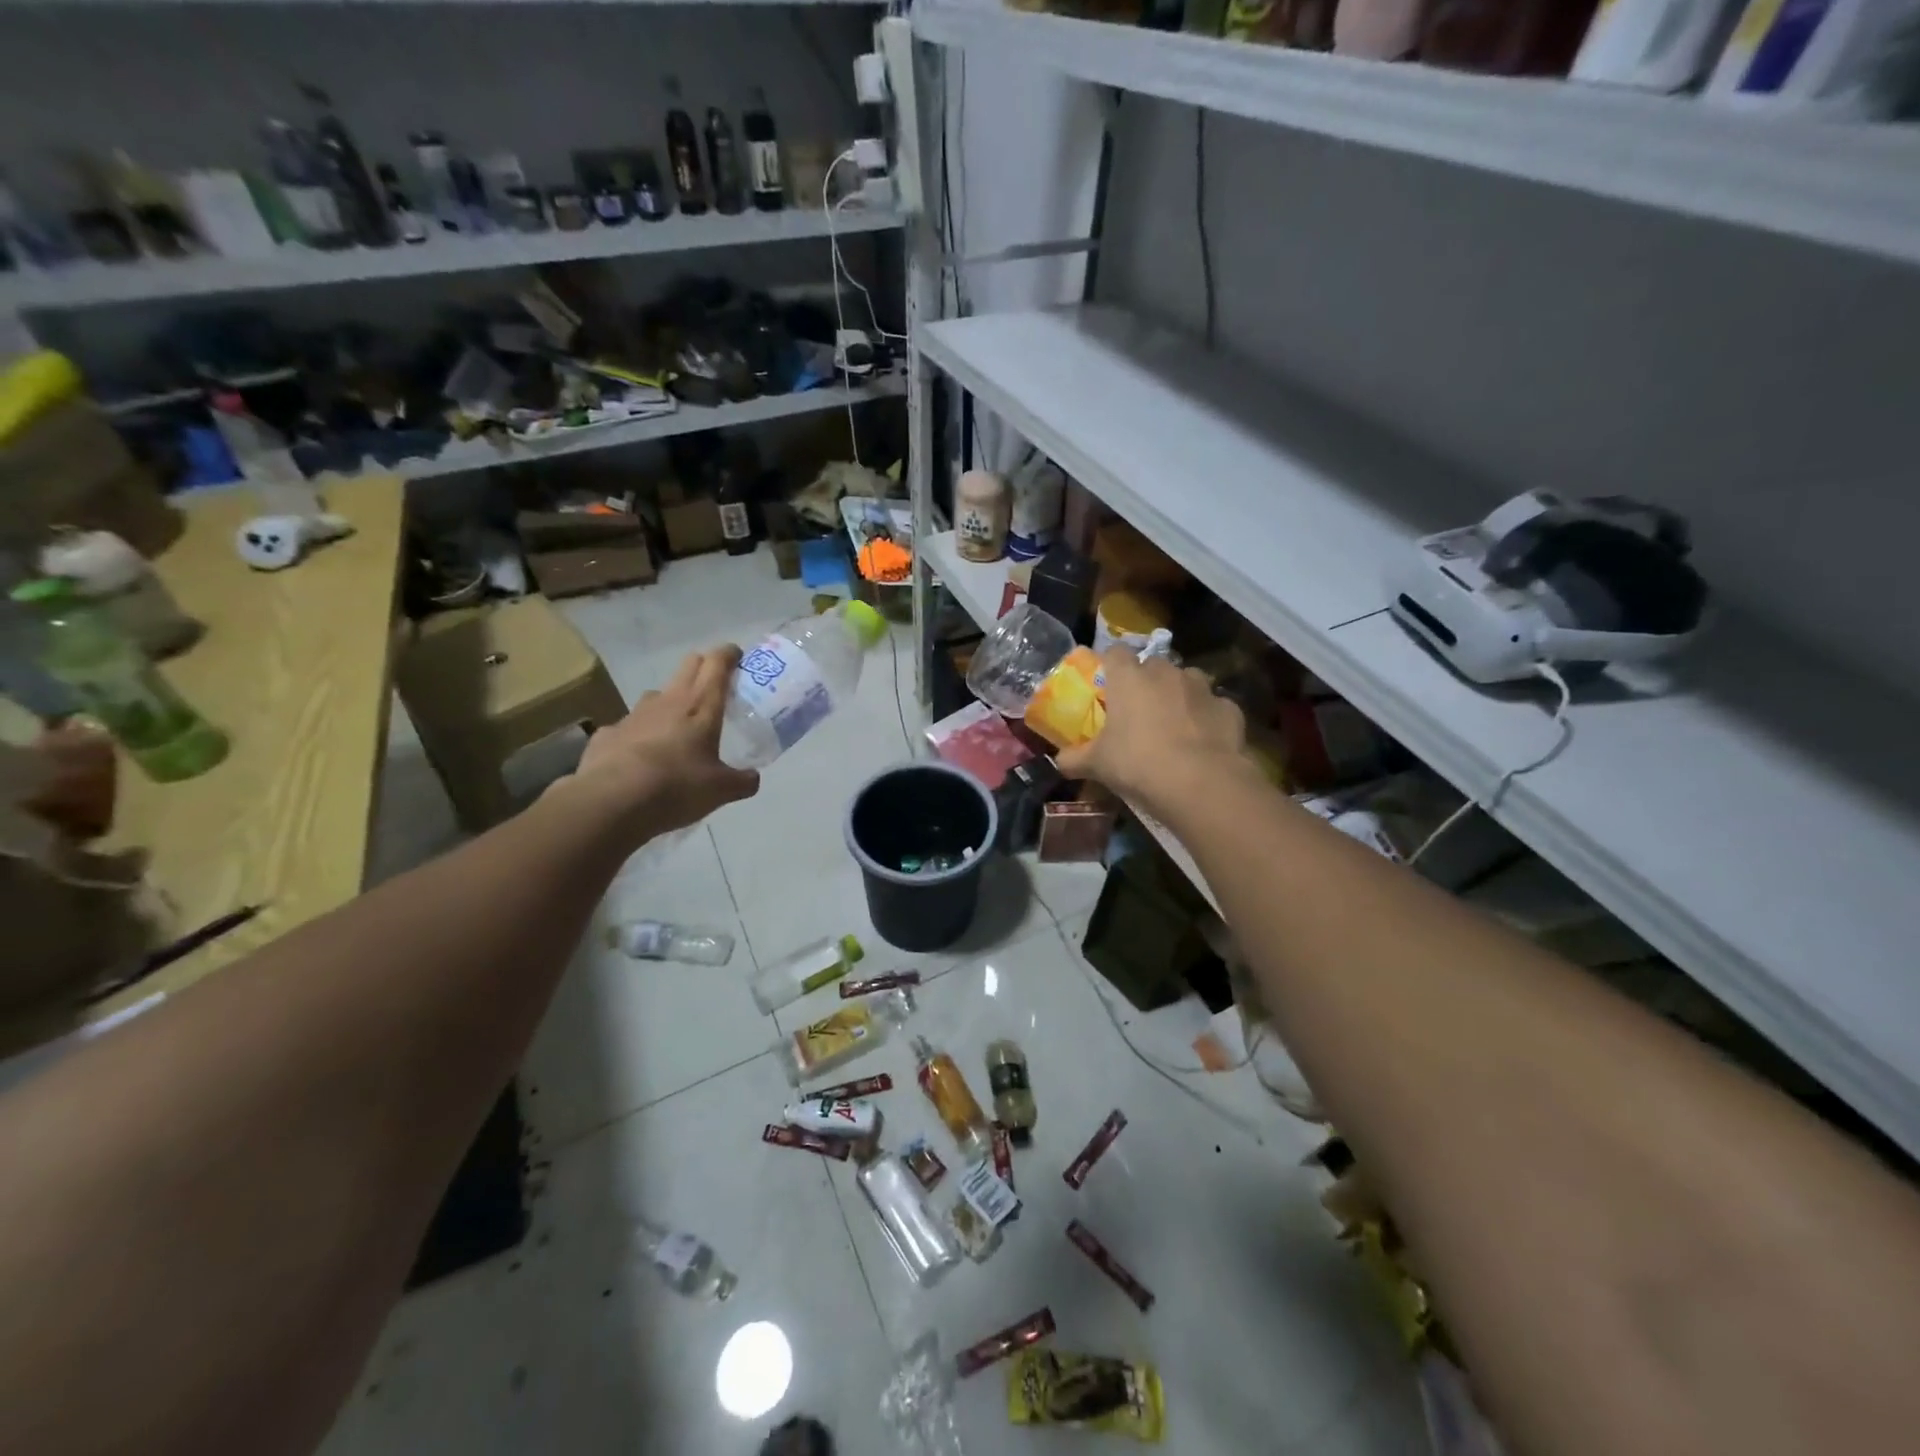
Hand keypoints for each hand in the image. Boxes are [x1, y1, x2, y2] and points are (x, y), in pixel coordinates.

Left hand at [564, 646, 759, 841]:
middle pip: (688, 666)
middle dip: (703, 668)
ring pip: (657, 695)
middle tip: (715, 688)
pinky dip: (640, 735)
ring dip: (671, 702)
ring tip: (678, 727)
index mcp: (701, 705)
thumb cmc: (677, 786)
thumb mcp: (721, 790)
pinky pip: (629, 727)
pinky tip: (641, 758)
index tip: (737, 656)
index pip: (717, 663)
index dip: (729, 654)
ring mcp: (634, 715)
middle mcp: (668, 700)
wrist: (612, 800)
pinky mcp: (608, 733)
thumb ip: (742, 781)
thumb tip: (753, 778)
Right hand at [1055, 648, 1251, 822]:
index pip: (1115, 653)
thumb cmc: (1138, 763)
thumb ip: (1074, 759)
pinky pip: (1213, 708)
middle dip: (1147, 683)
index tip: (1107, 686)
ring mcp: (1202, 688)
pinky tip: (1203, 743)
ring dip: (1180, 696)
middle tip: (1139, 712)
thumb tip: (1059, 762)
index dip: (1110, 666)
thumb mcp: (1097, 765)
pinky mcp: (1229, 709)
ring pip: (1188, 682)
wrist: (1200, 783)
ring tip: (1174, 725)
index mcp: (1129, 678)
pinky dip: (1207, 720)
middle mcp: (1166, 673)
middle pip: (1153, 666)